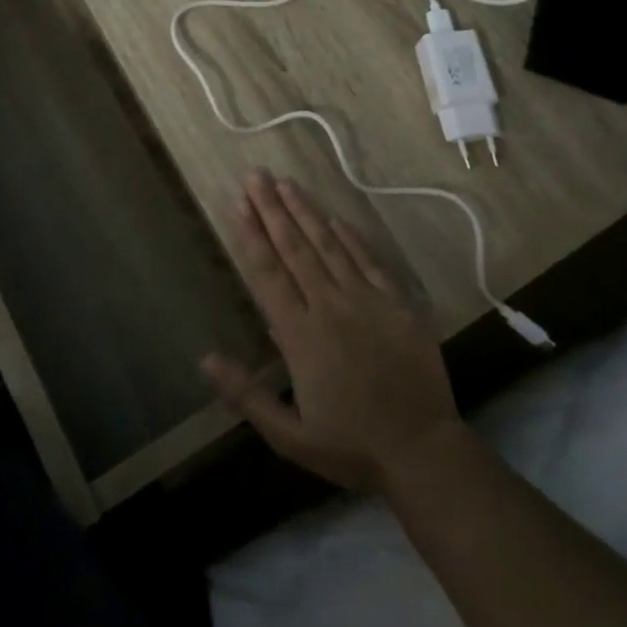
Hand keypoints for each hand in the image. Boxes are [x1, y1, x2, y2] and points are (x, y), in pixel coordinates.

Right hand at [202, 170, 464, 490]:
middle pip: (294, 249)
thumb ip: (246, 395)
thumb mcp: (288, 435)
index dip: (252, 236)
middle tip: (255, 176)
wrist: (421, 450)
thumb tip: (205, 358)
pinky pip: (369, 259)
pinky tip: (334, 216)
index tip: (238, 204)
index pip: (268, 274)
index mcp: (300, 336)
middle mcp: (330, 306)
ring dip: (305, 211)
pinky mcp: (397, 302)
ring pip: (329, 245)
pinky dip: (350, 236)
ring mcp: (366, 300)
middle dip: (272, 209)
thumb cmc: (350, 446)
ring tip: (285, 182)